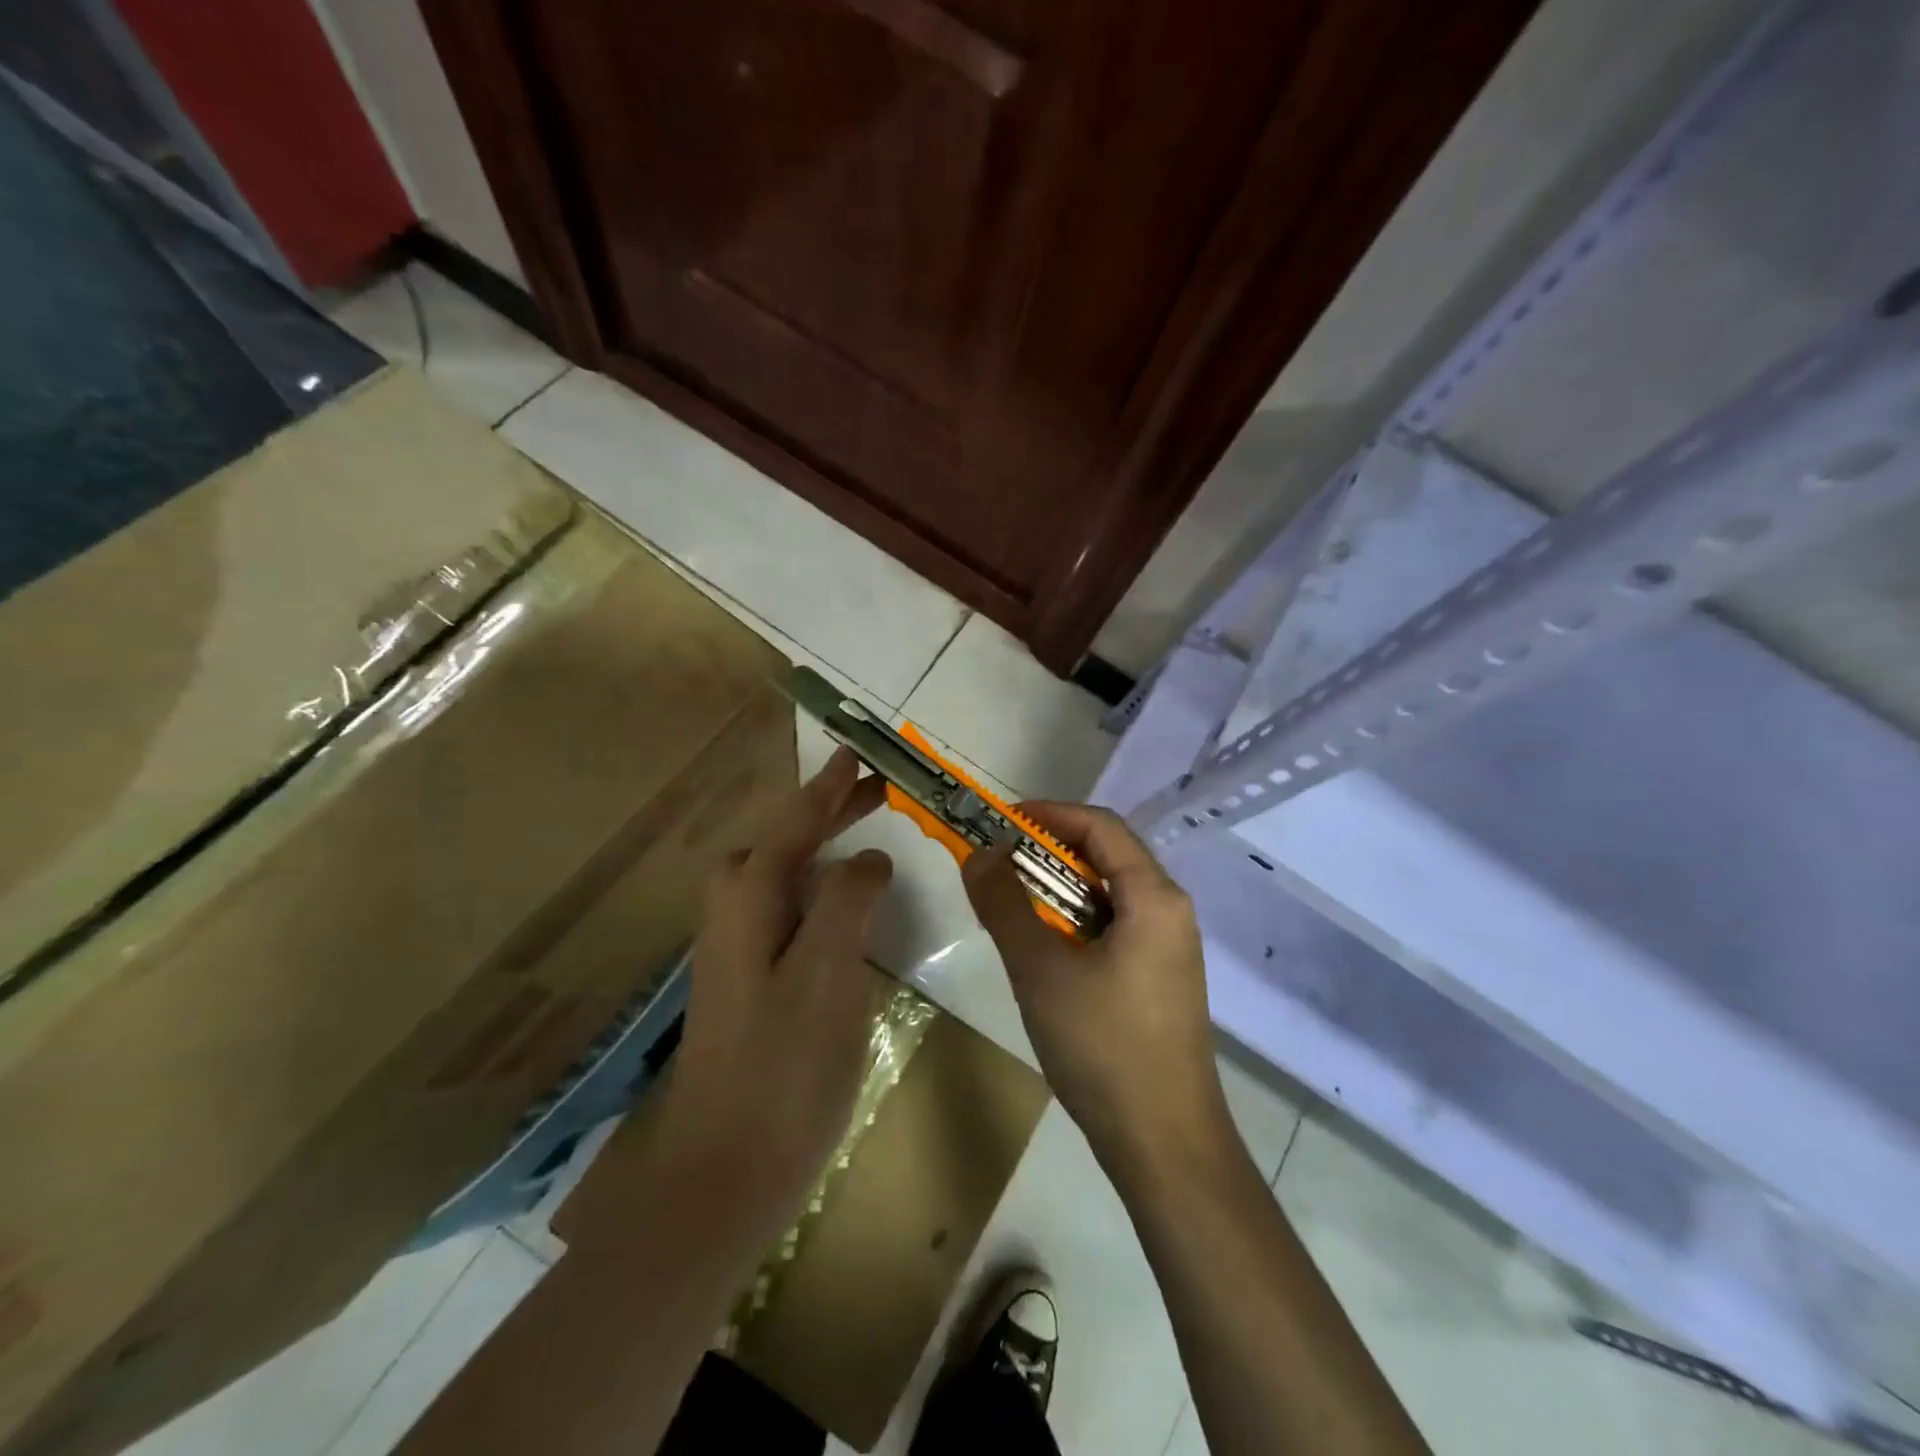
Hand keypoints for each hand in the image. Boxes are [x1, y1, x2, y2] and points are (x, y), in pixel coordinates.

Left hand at [656, 747, 892, 1250]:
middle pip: (784, 842)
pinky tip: (843, 907)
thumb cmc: (782, 1068)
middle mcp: (735, 914)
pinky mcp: (750, 983)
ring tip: (866, 835)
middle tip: (877, 794)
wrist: (724, 1172)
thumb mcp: (826, 975)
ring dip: (822, 846)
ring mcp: (738, 951)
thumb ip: (847, 903)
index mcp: (749, 901)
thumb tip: (867, 858)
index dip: (829, 787)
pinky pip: (787, 910)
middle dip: (828, 812)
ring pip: (783, 876)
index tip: (859, 754)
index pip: (794, 823)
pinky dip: (818, 888)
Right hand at [962, 803, 1231, 1176]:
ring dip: (1057, 888)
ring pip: (1108, 894)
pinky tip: (1042, 947)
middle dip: (1047, 850)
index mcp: (1154, 897)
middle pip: (1106, 855)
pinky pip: (1114, 926)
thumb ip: (1005, 905)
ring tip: (1010, 902)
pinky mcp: (1159, 978)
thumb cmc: (1104, 1048)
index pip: (1100, 826)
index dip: (1048, 814)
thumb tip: (979, 853)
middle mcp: (1169, 911)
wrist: (1165, 1145)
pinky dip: (1073, 920)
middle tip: (995, 862)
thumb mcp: (1041, 970)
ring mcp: (1168, 947)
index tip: (998, 822)